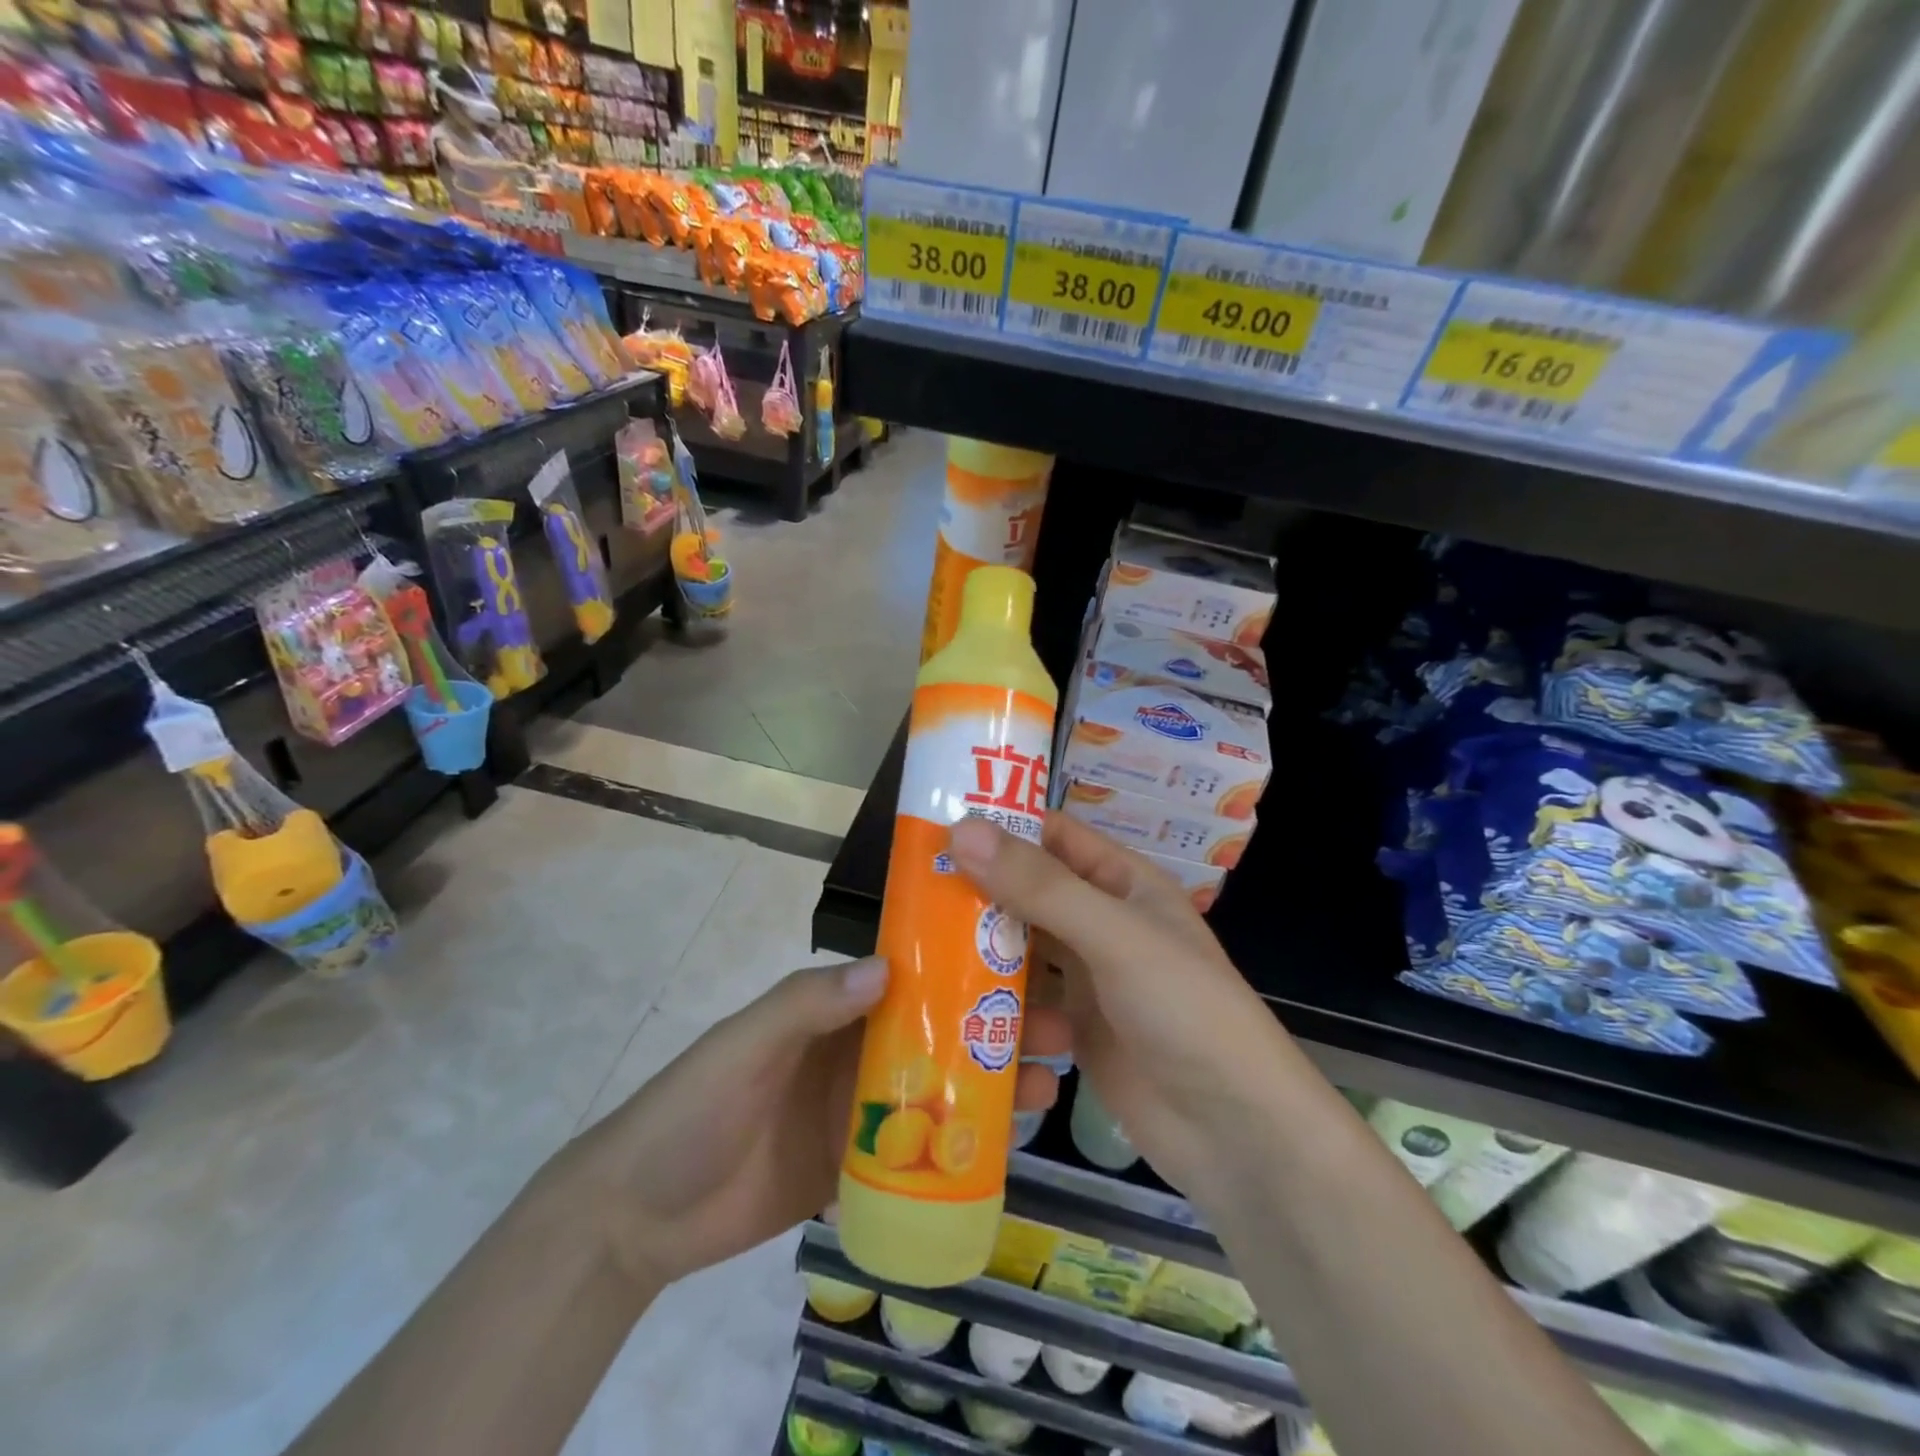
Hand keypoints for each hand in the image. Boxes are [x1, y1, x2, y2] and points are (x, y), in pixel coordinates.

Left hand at [571, 958, 1070, 1290]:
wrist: (642, 1215)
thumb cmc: (694, 1107)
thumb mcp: (746, 1043)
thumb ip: (807, 1002)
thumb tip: (889, 966)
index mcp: (835, 1008)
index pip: (911, 975)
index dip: (963, 964)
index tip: (1021, 959)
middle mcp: (858, 1050)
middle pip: (939, 1031)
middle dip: (995, 1026)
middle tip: (1057, 1030)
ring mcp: (863, 1111)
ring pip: (941, 1088)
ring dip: (991, 1084)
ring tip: (1045, 1086)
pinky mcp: (860, 1166)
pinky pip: (922, 1151)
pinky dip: (963, 1146)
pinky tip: (1008, 1147)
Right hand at [949, 814, 1296, 1205]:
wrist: (1236, 1133)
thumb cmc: (1185, 1011)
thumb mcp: (1114, 937)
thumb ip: (1040, 886)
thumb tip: (962, 830)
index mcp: (1122, 883)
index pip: (1053, 836)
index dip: (1001, 827)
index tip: (936, 830)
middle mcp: (1102, 923)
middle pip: (1029, 894)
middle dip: (979, 895)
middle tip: (914, 896)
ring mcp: (1088, 979)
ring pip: (1021, 951)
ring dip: (982, 956)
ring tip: (923, 956)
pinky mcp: (1074, 1031)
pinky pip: (1025, 1004)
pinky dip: (997, 1007)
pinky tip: (961, 1017)